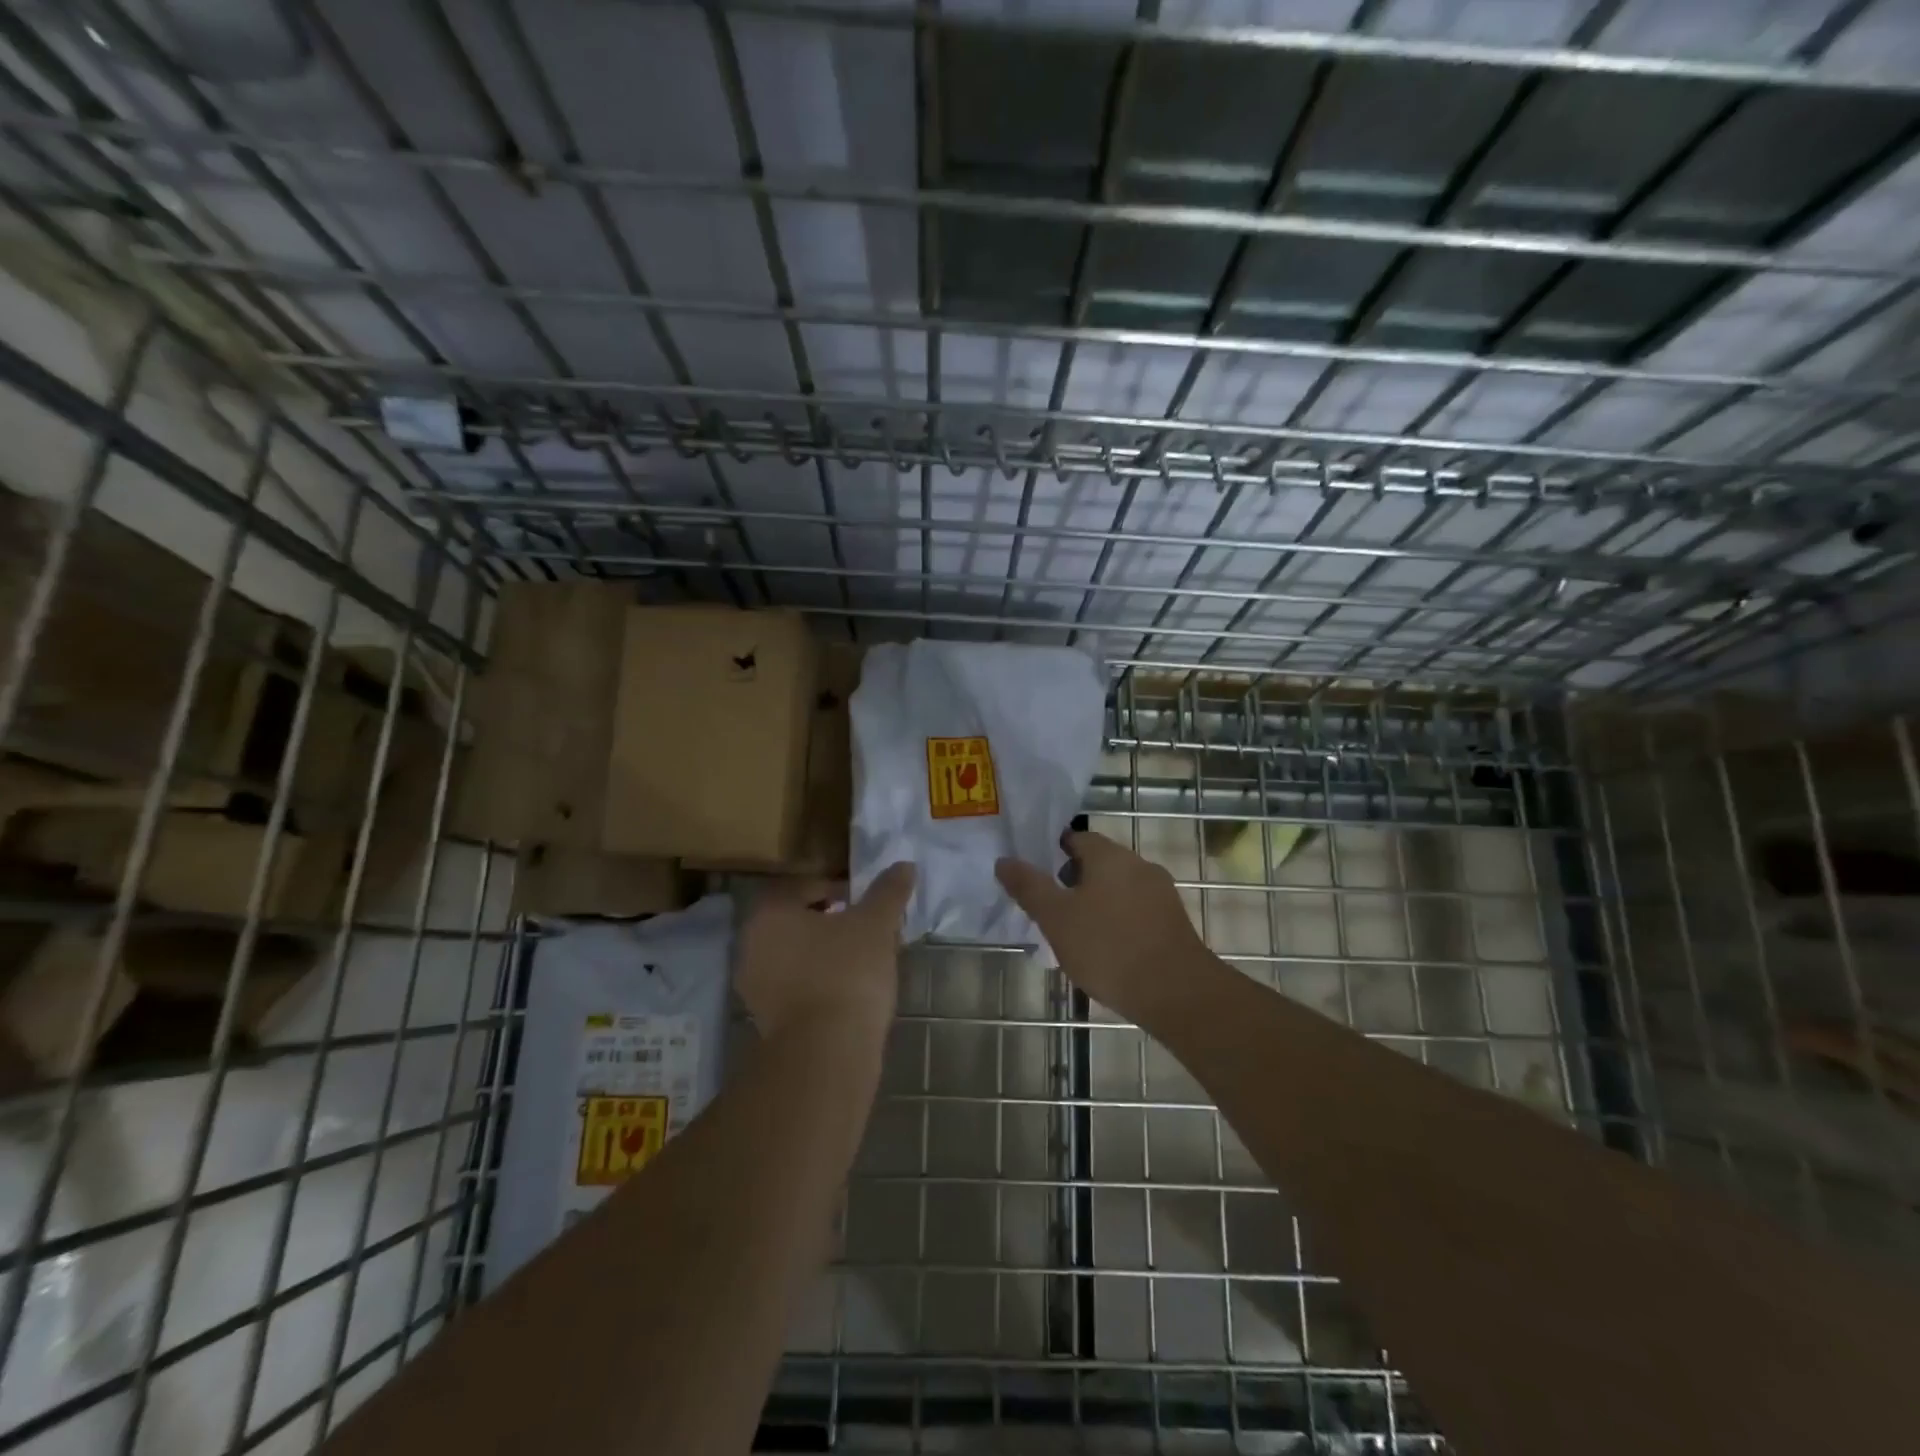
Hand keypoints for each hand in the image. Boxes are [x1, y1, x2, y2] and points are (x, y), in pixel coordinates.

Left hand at [735, 863, 915, 1041]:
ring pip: (796, 955)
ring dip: (824, 953)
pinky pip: (795, 986)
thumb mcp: (876, 924)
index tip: (866, 904)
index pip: (805, 887)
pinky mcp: (765, 1020)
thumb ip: (888, 891)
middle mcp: (751, 945)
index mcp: (769, 913)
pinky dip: (818, 982)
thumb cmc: (847, 972)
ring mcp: (754, 986)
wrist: (826, 1052)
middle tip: (866, 929)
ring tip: (862, 960)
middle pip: (797, 921)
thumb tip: (904, 865)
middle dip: (831, 921)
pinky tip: (848, 991)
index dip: (839, 890)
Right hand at [996, 831, 1207, 1025]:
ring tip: (1076, 933)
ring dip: (1097, 902)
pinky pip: (1137, 911)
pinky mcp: (1174, 922)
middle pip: (1100, 862)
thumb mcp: (1056, 918)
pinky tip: (1108, 950)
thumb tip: (1004, 860)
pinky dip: (1119, 921)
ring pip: (1119, 888)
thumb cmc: (1108, 947)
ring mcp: (1161, 893)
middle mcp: (1139, 865)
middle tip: (1052, 908)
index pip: (1077, 838)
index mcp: (1110, 856)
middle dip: (1074, 880)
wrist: (1177, 992)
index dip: (1054, 853)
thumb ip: (1029, 887)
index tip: (1038, 876)